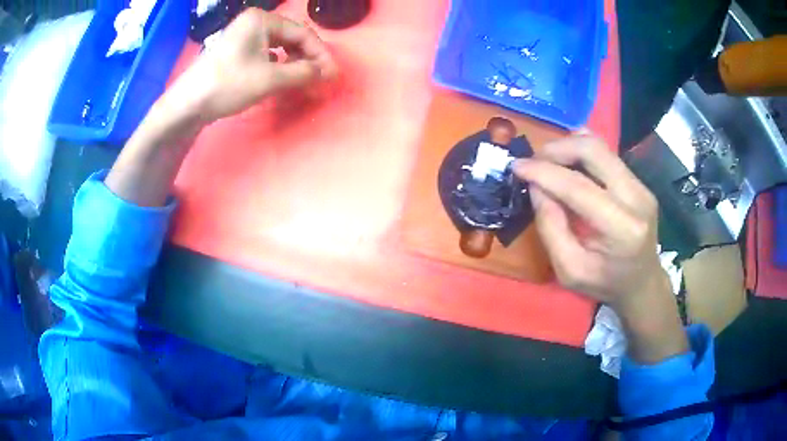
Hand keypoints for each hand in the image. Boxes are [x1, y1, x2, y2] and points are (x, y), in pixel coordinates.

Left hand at [163, 9, 337, 123]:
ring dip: (293, 60)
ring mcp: (242, 35)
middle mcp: (253, 22)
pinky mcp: (235, 49)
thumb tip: (328, 73)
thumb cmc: (228, 85)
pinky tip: (278, 74)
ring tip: (300, 77)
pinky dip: (277, 63)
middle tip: (318, 77)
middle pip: (291, 37)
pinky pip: (265, 52)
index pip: (302, 33)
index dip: (320, 54)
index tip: (331, 74)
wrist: (187, 104)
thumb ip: (303, 73)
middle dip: (306, 57)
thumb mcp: (270, 79)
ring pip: (278, 45)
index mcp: (262, 20)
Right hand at [514, 135, 664, 305]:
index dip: (544, 172)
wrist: (642, 284)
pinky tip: (568, 160)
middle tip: (534, 161)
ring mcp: (641, 186)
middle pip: (594, 151)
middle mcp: (637, 198)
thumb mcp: (569, 270)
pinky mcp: (639, 182)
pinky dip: (582, 151)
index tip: (517, 166)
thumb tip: (536, 187)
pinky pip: (607, 154)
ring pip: (601, 146)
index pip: (578, 187)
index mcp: (622, 229)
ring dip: (568, 146)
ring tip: (548, 161)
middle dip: (557, 148)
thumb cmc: (605, 284)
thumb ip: (551, 228)